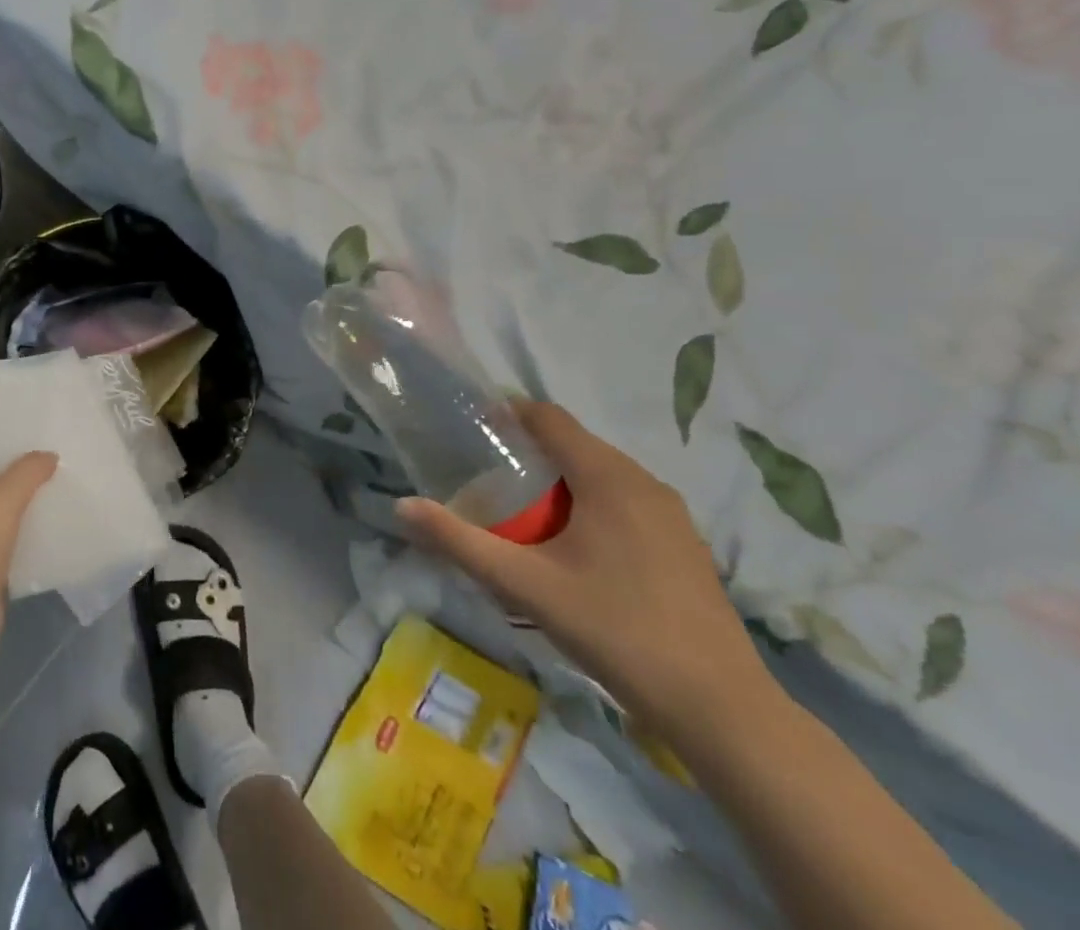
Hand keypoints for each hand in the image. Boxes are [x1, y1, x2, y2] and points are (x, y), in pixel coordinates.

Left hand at [0, 451, 56, 641]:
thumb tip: (48, 456)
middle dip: (14, 478)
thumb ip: (26, 472)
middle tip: (51, 464)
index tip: (30, 442)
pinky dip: (22, 538)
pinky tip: (49, 529)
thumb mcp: (0, 499)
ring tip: (56, 492)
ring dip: (20, 509)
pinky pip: (3, 545)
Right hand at [395, 400, 769, 743]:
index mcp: (607, 477)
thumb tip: (402, 506)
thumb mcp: (524, 586)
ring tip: (524, 517)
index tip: (472, 433)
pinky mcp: (685, 545)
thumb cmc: (616, 631)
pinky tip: (575, 553)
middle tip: (489, 483)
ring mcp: (672, 514)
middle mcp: (644, 482)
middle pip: (573, 444)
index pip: (548, 417)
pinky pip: (625, 501)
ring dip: (559, 482)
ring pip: (601, 474)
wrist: (722, 710)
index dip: (507, 414)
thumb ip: (460, 542)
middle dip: (528, 454)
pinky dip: (590, 505)